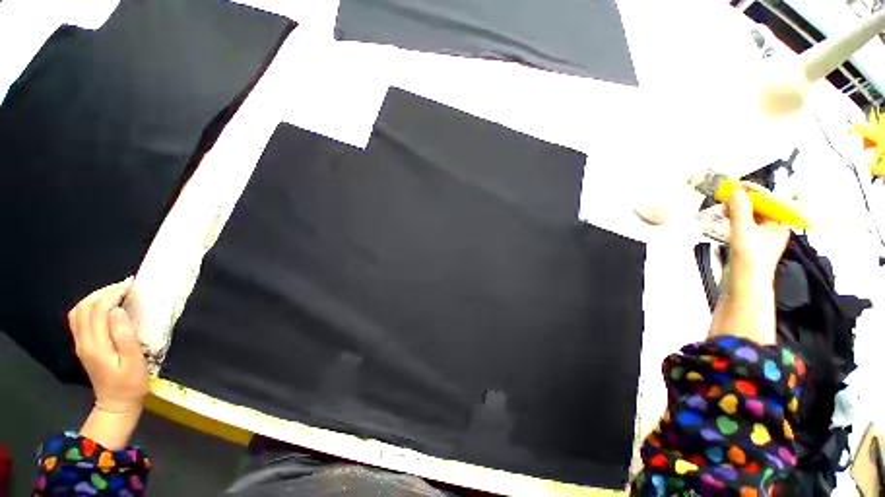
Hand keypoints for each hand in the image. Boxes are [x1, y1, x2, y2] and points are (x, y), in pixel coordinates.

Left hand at [68, 278, 147, 414]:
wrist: (116, 404)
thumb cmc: (130, 384)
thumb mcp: (134, 362)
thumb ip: (125, 337)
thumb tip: (118, 311)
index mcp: (96, 345)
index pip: (98, 310)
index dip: (113, 294)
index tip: (131, 285)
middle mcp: (83, 341)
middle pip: (85, 307)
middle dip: (103, 292)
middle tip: (125, 286)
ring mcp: (81, 343)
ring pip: (79, 311)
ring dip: (95, 297)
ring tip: (115, 293)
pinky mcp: (83, 345)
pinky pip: (79, 319)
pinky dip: (90, 306)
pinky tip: (105, 307)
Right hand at [709, 186, 789, 344]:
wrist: (744, 285)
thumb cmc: (750, 259)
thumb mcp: (743, 232)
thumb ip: (740, 210)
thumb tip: (736, 191)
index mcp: (779, 224)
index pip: (770, 200)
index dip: (754, 191)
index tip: (737, 184)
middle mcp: (773, 228)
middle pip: (761, 207)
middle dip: (744, 199)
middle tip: (727, 195)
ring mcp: (761, 236)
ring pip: (751, 215)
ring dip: (738, 209)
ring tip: (723, 206)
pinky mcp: (750, 243)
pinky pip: (744, 224)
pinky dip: (734, 218)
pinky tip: (724, 218)